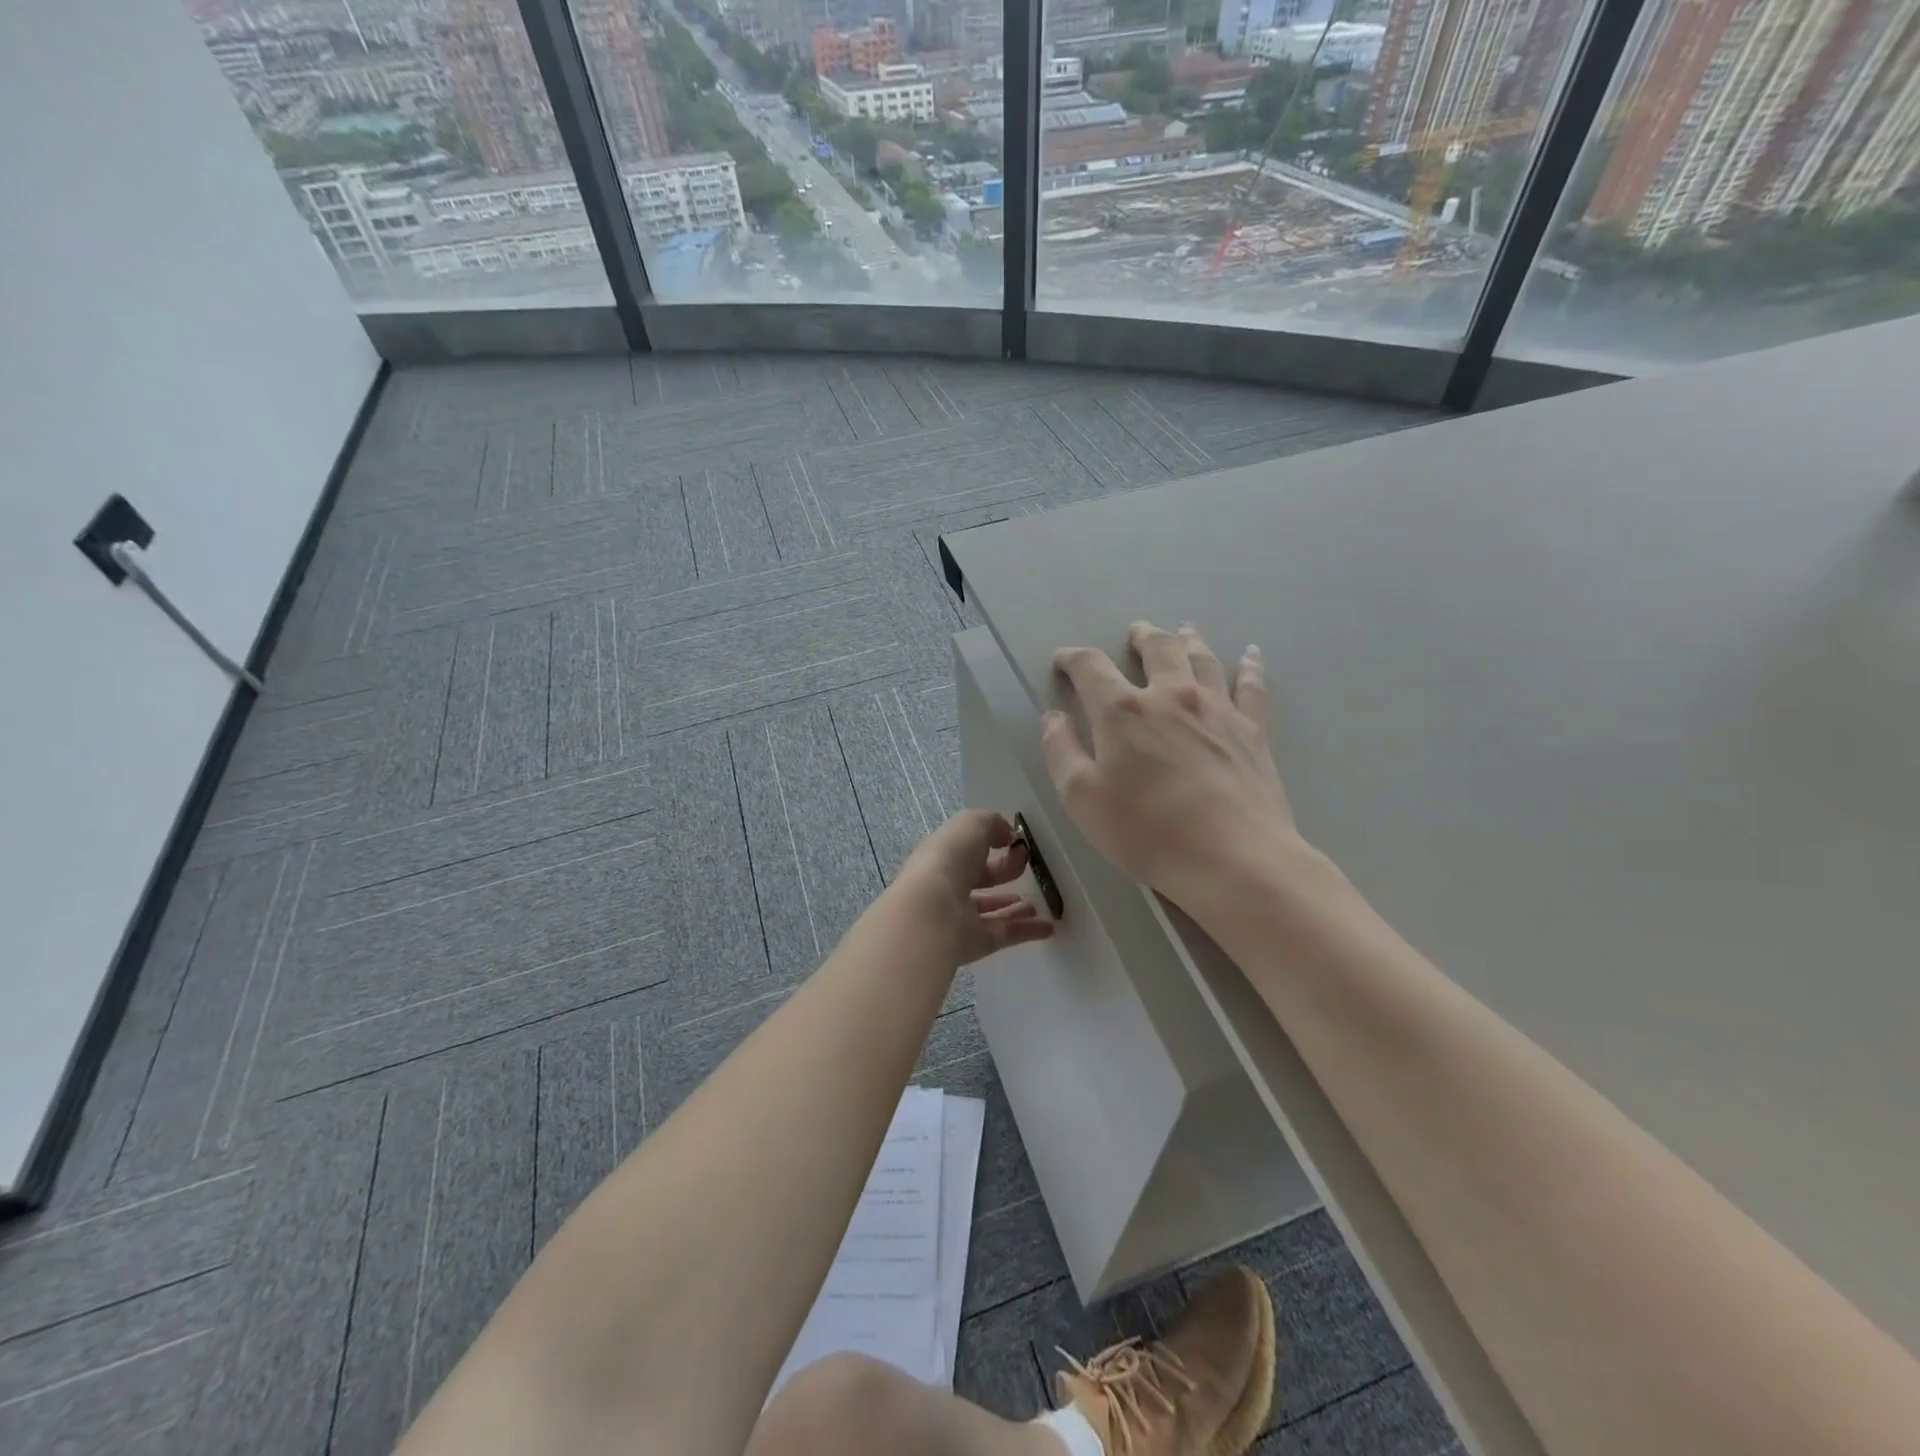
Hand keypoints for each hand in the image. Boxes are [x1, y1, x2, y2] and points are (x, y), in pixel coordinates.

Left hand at [893, 810, 1055, 965]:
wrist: (932, 912)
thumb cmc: (949, 860)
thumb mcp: (971, 825)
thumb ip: (991, 824)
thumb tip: (1007, 834)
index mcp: (943, 855)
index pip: (968, 848)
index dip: (992, 842)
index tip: (1016, 842)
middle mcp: (949, 885)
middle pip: (979, 878)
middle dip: (1003, 872)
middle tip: (1027, 866)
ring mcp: (960, 916)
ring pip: (991, 910)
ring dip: (1014, 906)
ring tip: (1038, 903)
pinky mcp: (975, 942)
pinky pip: (1004, 934)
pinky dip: (1026, 931)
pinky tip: (1048, 927)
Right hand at [1042, 621, 1303, 910]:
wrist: (1233, 858)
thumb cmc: (1147, 832)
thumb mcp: (1082, 799)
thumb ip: (1061, 752)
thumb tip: (1053, 717)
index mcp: (1122, 711)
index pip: (1091, 668)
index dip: (1072, 658)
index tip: (1063, 660)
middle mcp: (1170, 696)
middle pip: (1156, 649)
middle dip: (1141, 637)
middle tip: (1135, 632)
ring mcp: (1217, 709)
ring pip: (1202, 658)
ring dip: (1188, 639)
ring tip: (1182, 630)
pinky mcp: (1252, 730)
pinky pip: (1251, 686)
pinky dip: (1249, 666)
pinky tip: (1251, 654)